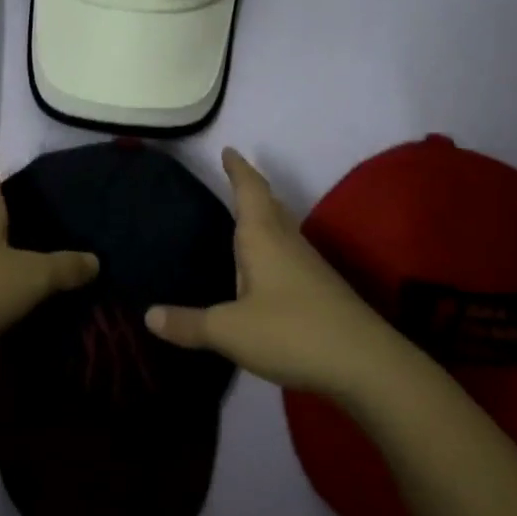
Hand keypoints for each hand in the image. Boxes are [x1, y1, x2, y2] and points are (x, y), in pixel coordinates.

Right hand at [145, 148, 387, 395]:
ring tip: (246, 219)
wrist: (367, 364)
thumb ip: (189, 324)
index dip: (238, 169)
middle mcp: (288, 243)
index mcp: (263, 238)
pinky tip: (267, 269)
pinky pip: (290, 254)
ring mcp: (309, 266)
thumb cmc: (291, 332)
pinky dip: (274, 247)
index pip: (249, 190)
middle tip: (235, 177)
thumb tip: (149, 315)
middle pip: (270, 205)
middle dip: (252, 189)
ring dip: (266, 217)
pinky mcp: (322, 291)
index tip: (229, 150)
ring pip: (283, 229)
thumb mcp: (230, 331)